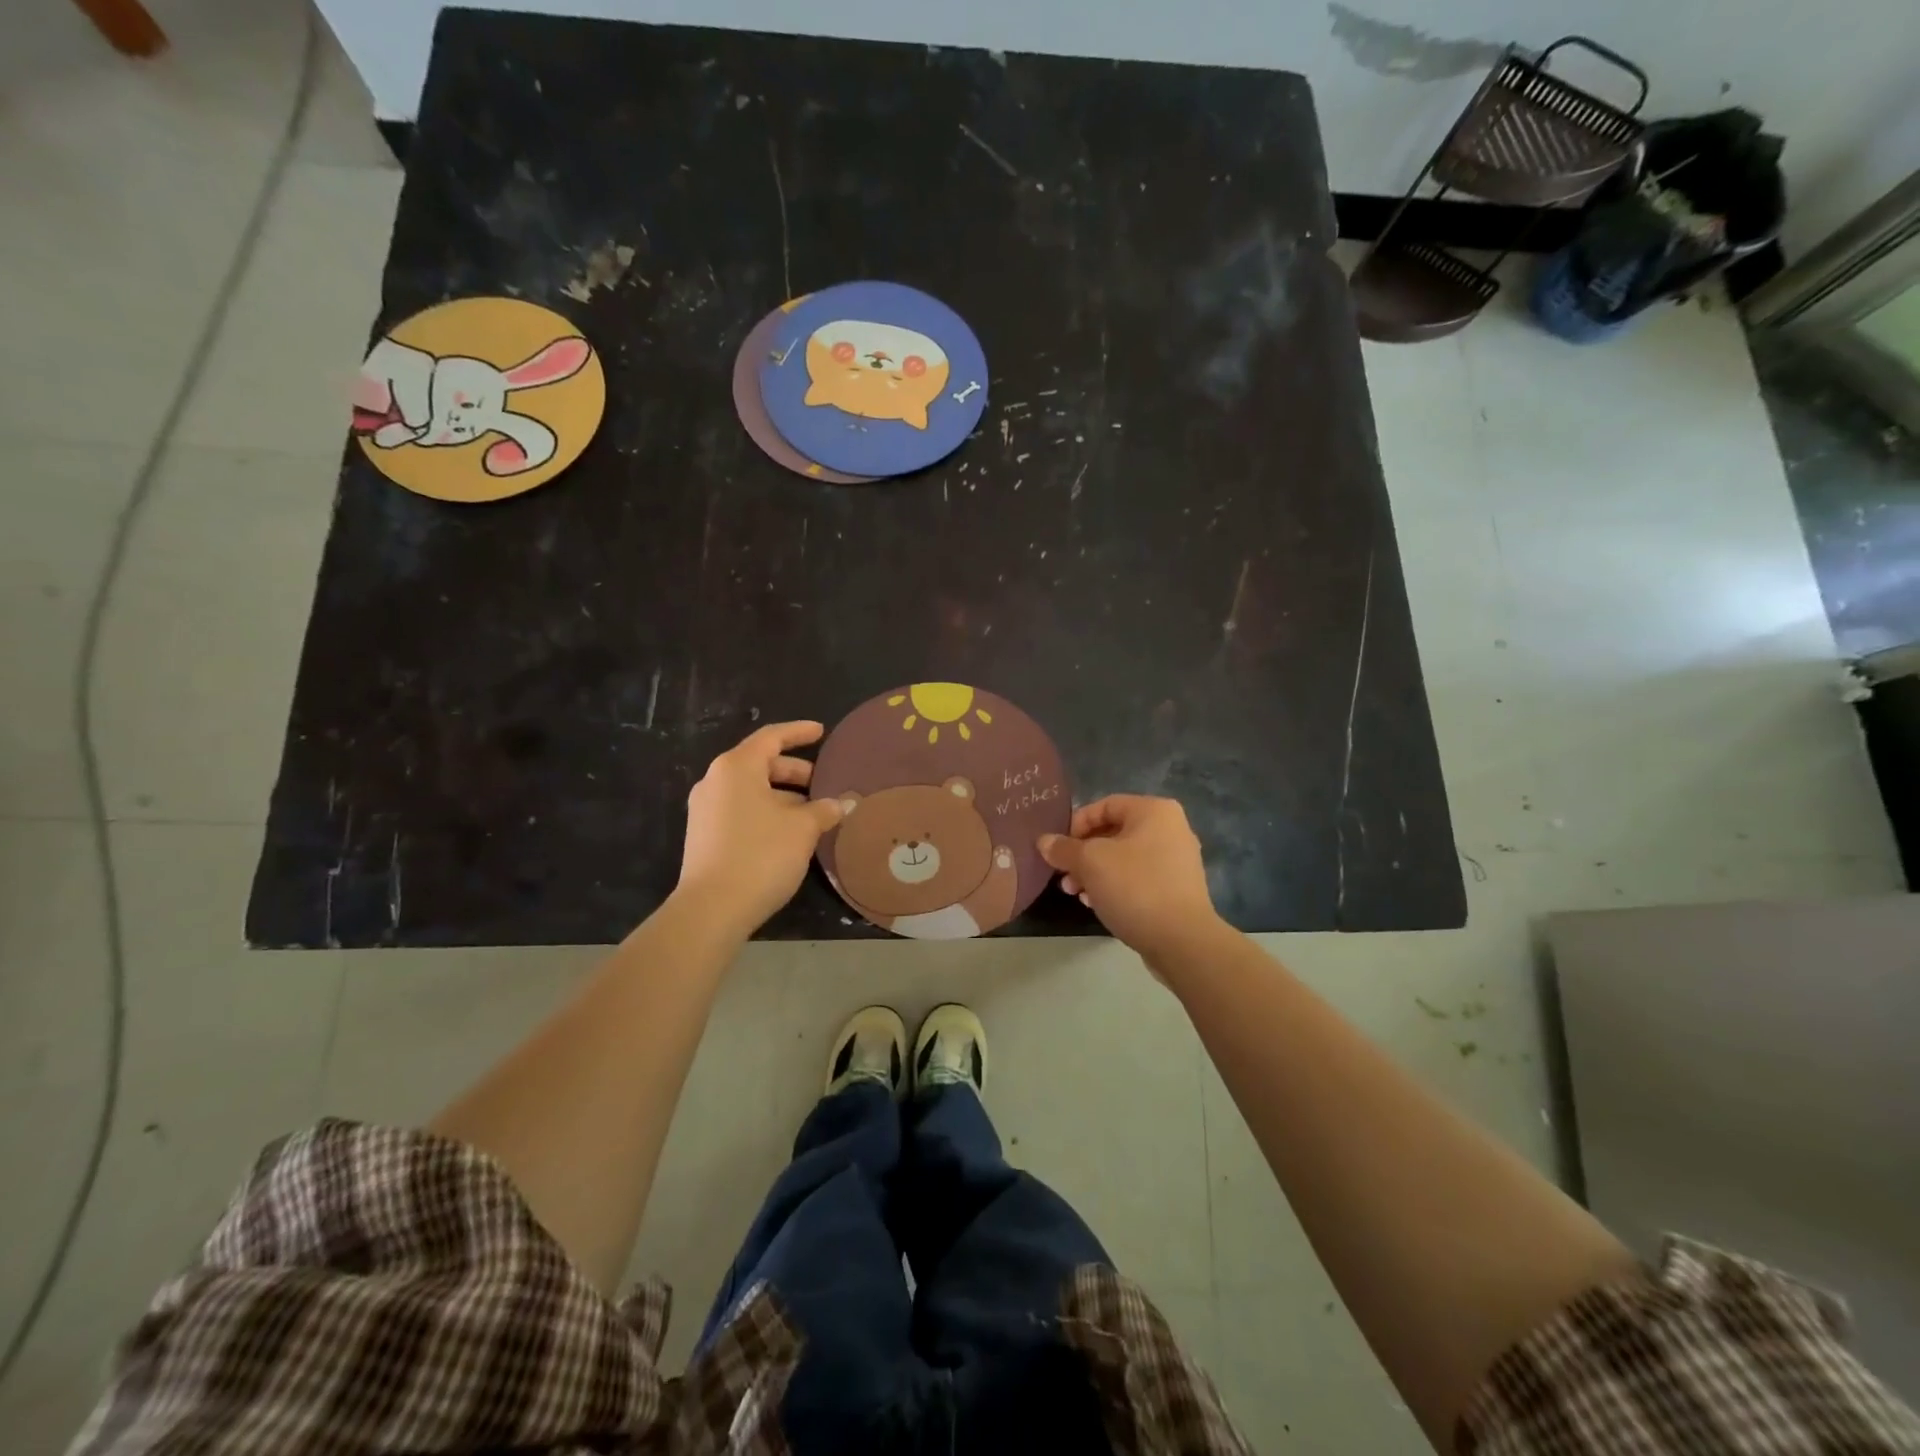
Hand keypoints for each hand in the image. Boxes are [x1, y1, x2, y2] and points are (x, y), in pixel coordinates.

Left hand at [677, 722, 842, 936]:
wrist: (712, 909)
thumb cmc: (760, 854)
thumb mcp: (802, 829)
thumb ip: (824, 810)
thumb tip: (842, 803)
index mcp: (737, 767)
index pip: (772, 737)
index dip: (799, 733)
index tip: (821, 732)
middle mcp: (716, 782)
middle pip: (761, 764)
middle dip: (795, 771)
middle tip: (823, 783)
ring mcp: (706, 810)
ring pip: (752, 791)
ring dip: (783, 797)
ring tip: (813, 814)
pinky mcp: (705, 837)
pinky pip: (742, 811)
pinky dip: (768, 813)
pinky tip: (790, 834)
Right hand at [1039, 796, 1223, 963]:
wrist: (1182, 941)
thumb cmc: (1135, 887)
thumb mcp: (1090, 862)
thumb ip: (1064, 849)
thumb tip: (1044, 842)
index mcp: (1154, 811)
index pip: (1105, 805)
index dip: (1076, 824)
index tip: (1058, 848)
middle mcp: (1170, 829)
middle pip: (1113, 833)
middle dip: (1082, 854)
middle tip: (1063, 876)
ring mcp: (1176, 861)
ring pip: (1123, 858)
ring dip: (1094, 873)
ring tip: (1075, 894)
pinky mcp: (1177, 889)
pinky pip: (1138, 878)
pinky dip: (1115, 886)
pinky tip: (1096, 904)